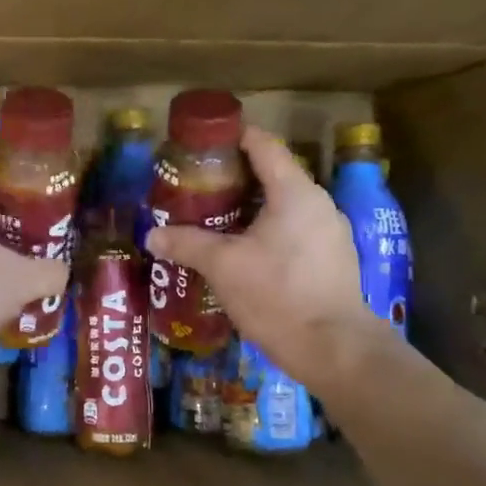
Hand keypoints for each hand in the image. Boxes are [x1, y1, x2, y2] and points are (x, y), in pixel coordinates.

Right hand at [146, 127, 374, 390]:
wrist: (333, 348)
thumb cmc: (277, 294)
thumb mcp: (222, 266)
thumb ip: (186, 244)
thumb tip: (151, 236)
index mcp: (294, 192)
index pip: (263, 145)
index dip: (232, 136)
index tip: (203, 141)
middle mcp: (318, 204)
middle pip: (272, 174)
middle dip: (234, 176)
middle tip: (197, 184)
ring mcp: (330, 233)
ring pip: (283, 205)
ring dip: (249, 206)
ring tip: (213, 216)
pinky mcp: (331, 260)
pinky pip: (293, 230)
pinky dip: (266, 229)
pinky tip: (241, 250)